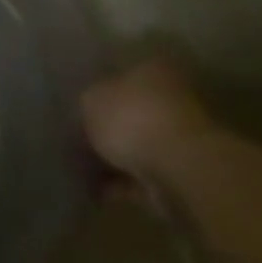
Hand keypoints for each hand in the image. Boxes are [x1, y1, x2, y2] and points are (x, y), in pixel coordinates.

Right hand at [80, 55, 216, 190]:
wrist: (180, 168)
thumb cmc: (133, 118)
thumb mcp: (91, 100)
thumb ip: (87, 103)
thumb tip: (89, 109)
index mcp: (153, 70)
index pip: (123, 75)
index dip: (98, 92)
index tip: (79, 111)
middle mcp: (172, 98)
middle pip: (132, 112)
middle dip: (107, 129)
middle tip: (78, 143)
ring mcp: (181, 138)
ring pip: (138, 145)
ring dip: (114, 158)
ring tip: (82, 171)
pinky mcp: (183, 173)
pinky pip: (144, 175)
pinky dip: (122, 183)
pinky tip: (98, 191)